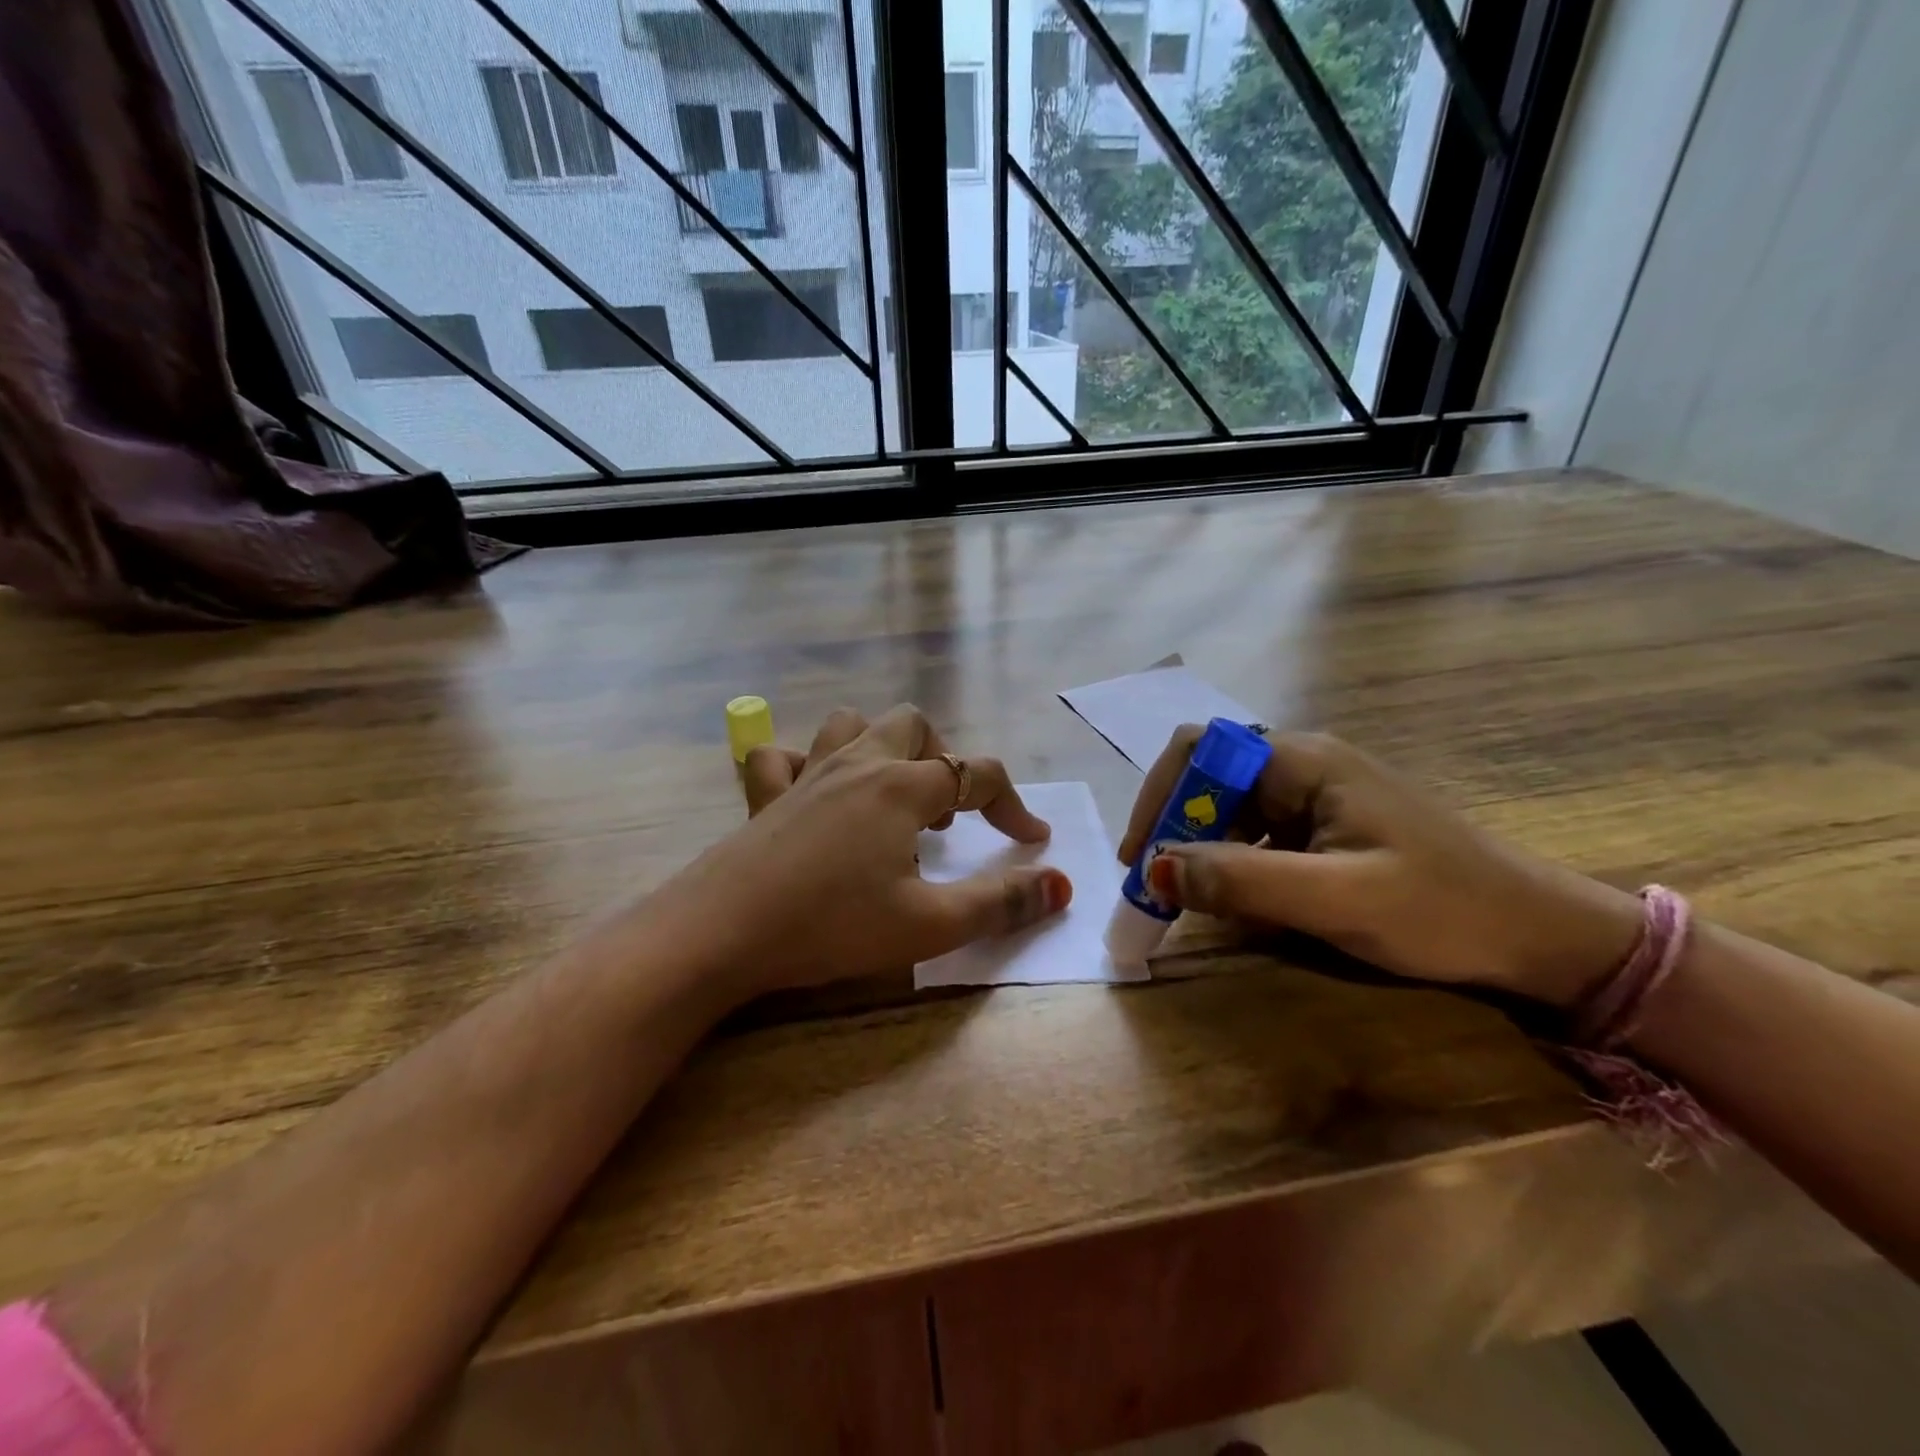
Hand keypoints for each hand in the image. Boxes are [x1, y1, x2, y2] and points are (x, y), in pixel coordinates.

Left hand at [644, 705, 1070, 999]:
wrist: (720, 932)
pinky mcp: (766, 796)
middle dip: (943, 758)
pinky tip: (813, 796)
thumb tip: (1061, 884)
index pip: (976, 775)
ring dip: (880, 747)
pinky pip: (783, 756)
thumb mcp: (929, 924)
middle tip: (947, 812)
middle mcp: (858, 764)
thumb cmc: (832, 925)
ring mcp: (807, 773)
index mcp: (902, 787)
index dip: (1012, 805)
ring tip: (890, 795)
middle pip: (914, 726)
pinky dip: (805, 764)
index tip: (1031, 841)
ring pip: (851, 724)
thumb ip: (1001, 902)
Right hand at [1120, 728, 1642, 1006]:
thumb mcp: (1336, 898)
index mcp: (1303, 761)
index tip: (1142, 858)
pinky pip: (1258, 834)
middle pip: (1209, 777)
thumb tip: (1155, 867)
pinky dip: (1231, 863)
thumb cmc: (1442, 909)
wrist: (1541, 936)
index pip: (1200, 749)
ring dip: (1199, 848)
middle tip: (1155, 889)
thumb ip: (1241, 881)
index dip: (1159, 795)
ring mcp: (1317, 795)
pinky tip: (1236, 900)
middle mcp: (1303, 765)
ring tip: (1186, 900)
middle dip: (1173, 827)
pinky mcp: (1328, 827)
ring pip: (1230, 808)